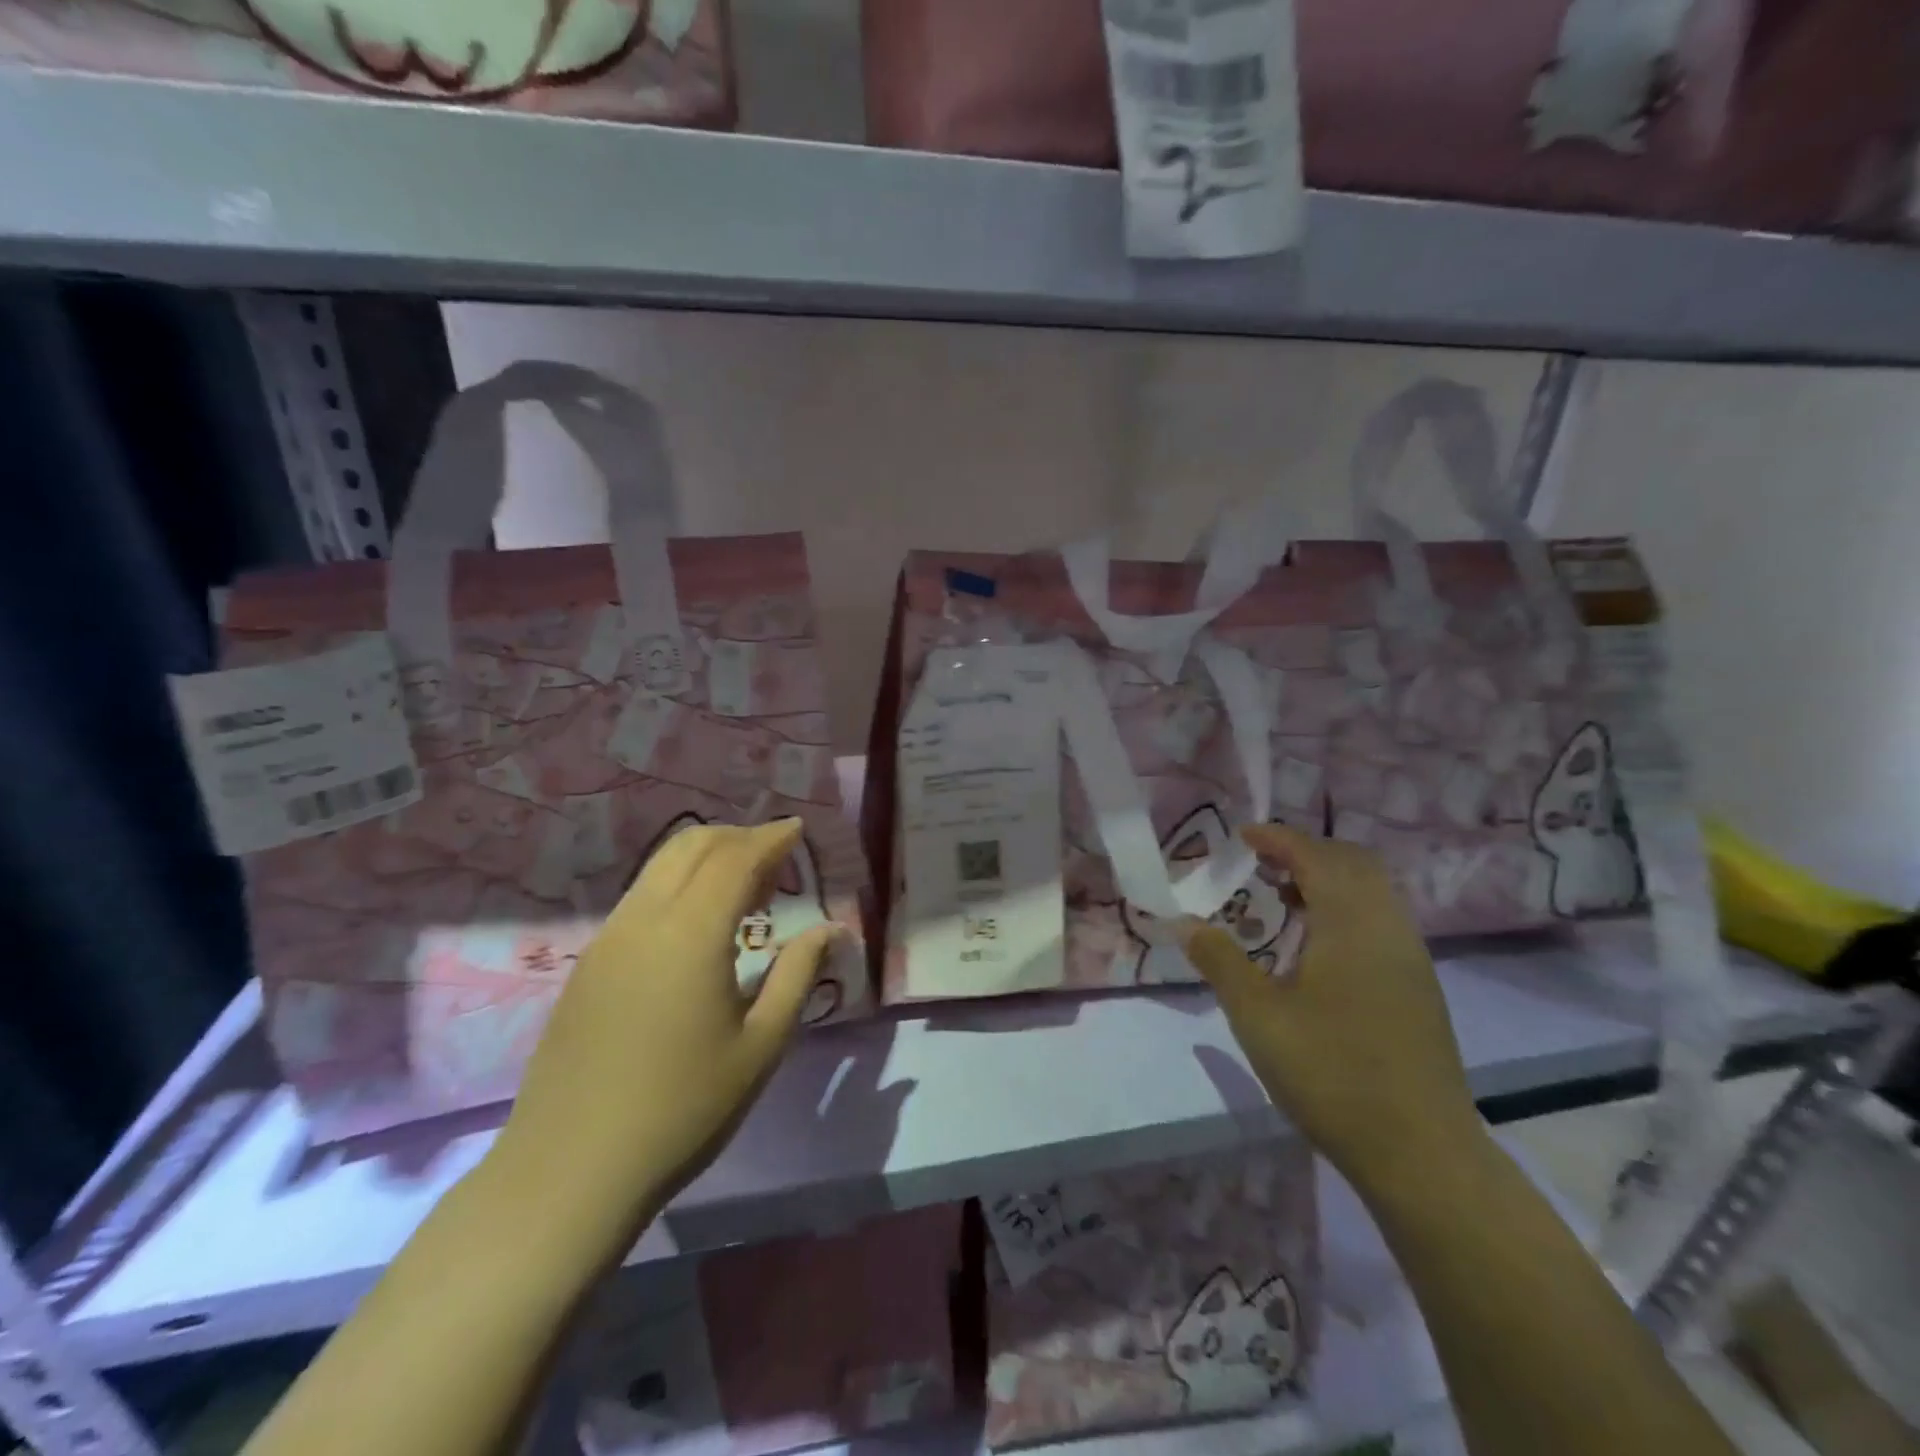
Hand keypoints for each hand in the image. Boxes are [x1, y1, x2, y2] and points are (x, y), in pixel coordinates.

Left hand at [491, 818, 838, 1230]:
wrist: (570, 1171)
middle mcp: (644, 920)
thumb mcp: (760, 1046)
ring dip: (705, 857)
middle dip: (738, 836)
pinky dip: (678, 883)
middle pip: (691, 847)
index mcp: (691, 934)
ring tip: (743, 884)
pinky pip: (640, 897)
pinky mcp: (587, 964)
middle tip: (775, 854)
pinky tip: (697, 922)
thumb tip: (829, 930)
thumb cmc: (683, 1109)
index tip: (798, 829)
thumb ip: (798, 975)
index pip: (736, 858)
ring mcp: (608, 939)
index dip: (771, 838)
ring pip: (660, 867)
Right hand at [1180, 824, 1483, 1192]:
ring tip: (1281, 900)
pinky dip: (1345, 909)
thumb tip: (1184, 922)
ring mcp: (1410, 959)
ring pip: (1372, 892)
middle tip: (1260, 864)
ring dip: (1328, 880)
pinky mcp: (1418, 988)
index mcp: (1352, 924)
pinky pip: (1380, 920)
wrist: (1421, 1154)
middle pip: (1354, 863)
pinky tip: (1314, 947)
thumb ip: (1219, 960)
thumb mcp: (1258, 1016)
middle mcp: (1389, 928)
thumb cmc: (1332, 1074)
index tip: (1241, 836)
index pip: (1316, 856)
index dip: (1278, 838)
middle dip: (1306, 851)